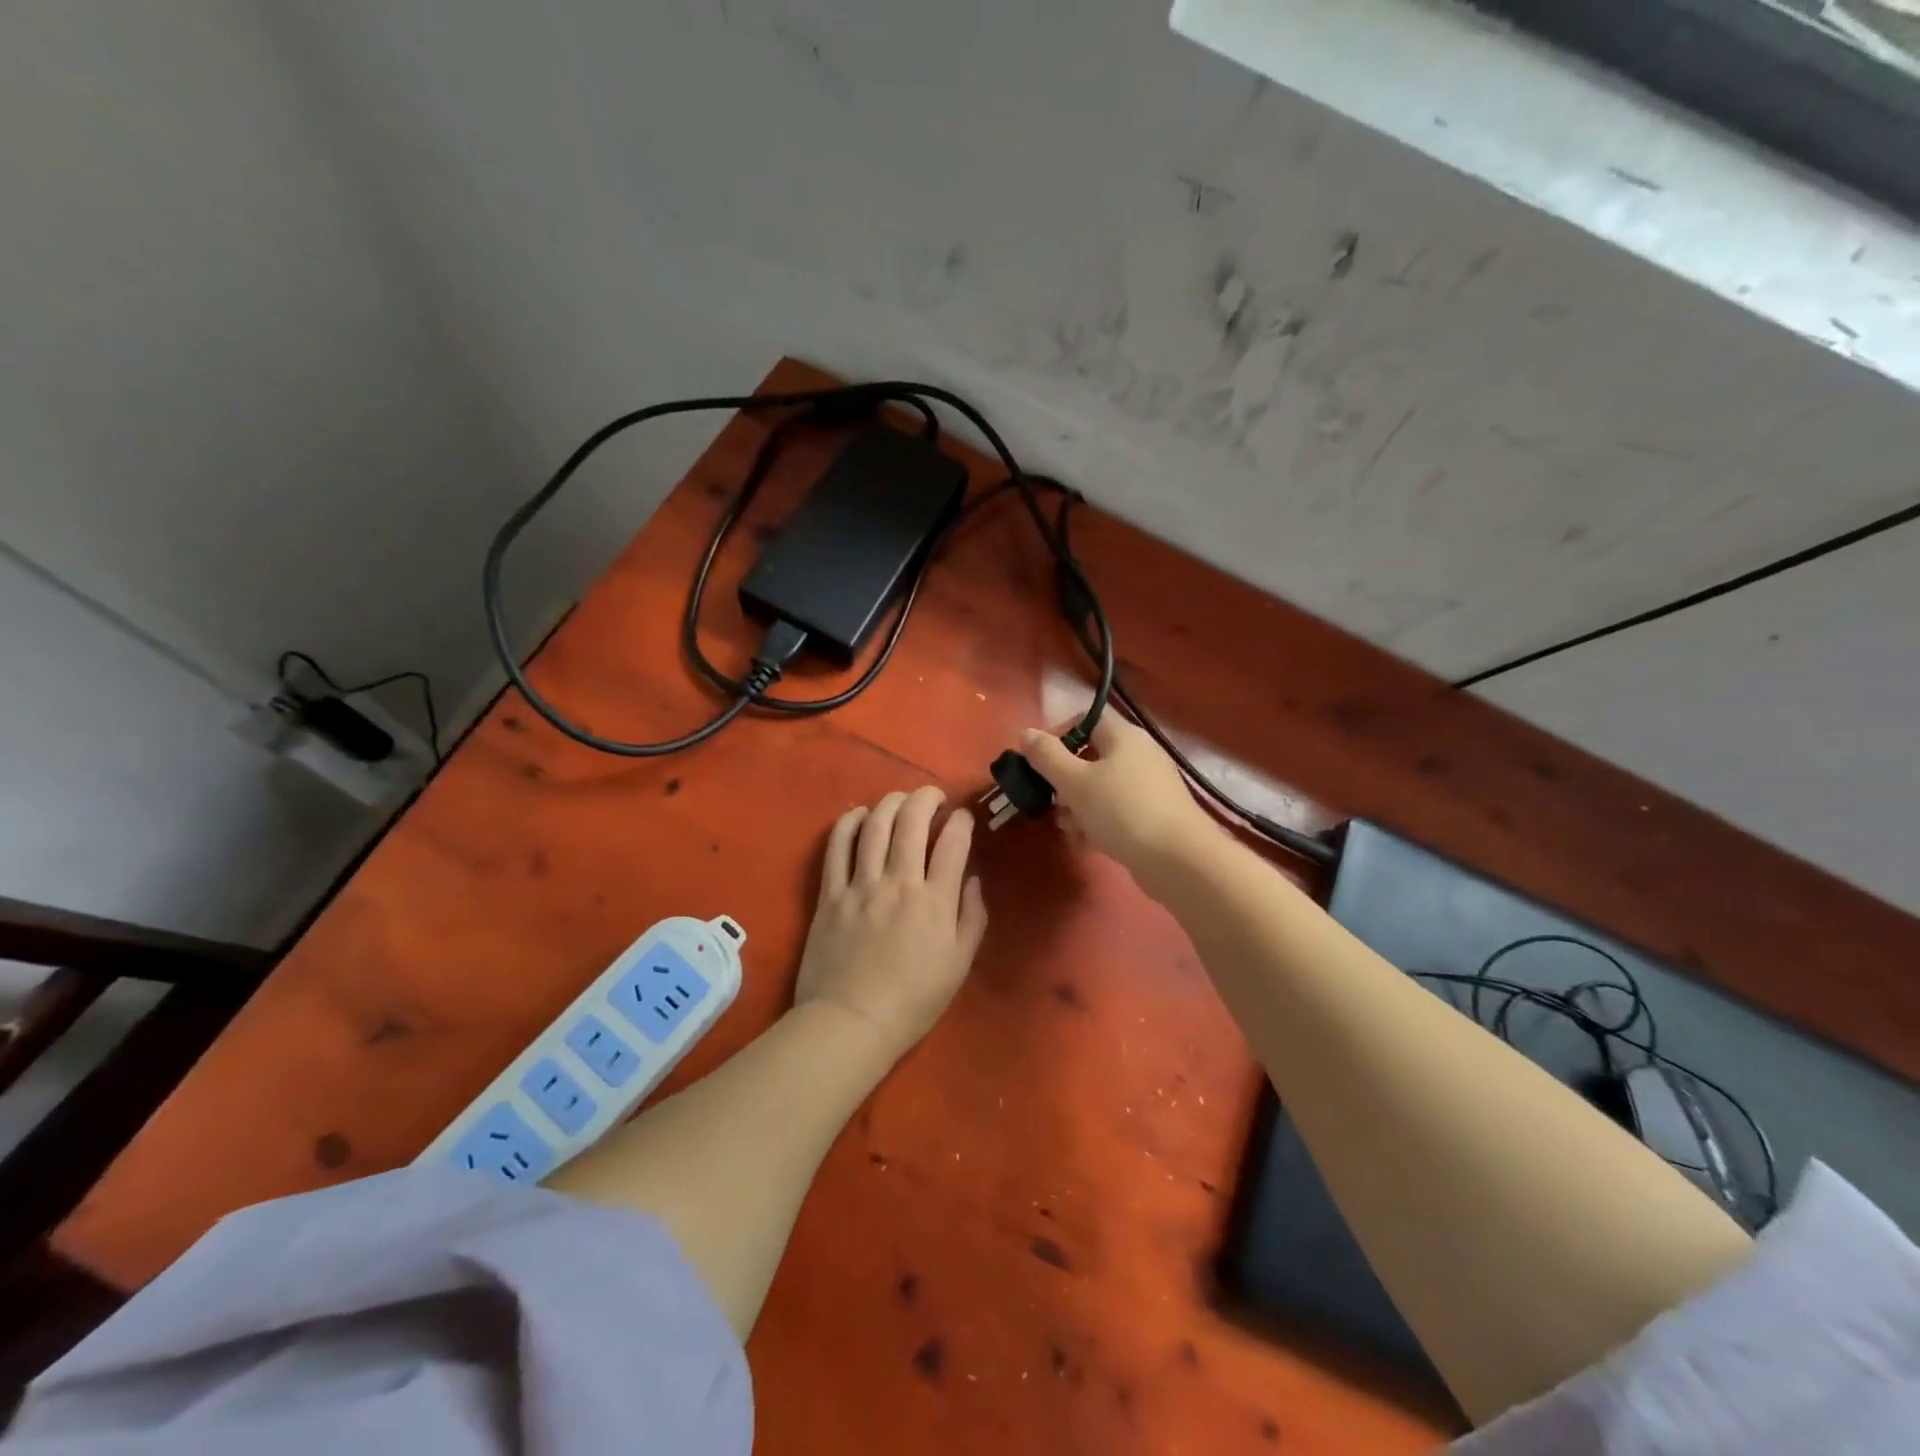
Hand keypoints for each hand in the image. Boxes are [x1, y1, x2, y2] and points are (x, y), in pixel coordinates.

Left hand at [794, 786, 987, 1060]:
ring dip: (890, 803)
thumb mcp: (959, 965)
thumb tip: (973, 879)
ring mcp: (860, 885)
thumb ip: (972, 917)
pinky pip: (837, 847)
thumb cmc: (913, 1001)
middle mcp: (899, 883)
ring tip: (900, 799)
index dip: (961, 822)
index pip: (953, 844)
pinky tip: (859, 814)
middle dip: (926, 799)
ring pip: (875, 826)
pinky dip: (848, 823)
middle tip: (932, 797)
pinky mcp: (830, 894)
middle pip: (911, 822)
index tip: (963, 817)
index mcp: (935, 902)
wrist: (851, 1022)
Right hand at [1022, 716, 1211, 877]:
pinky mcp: (1154, 813)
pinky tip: (1086, 841)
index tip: (1040, 761)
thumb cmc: (1121, 811)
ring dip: (1078, 803)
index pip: (1087, 718)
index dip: (1060, 734)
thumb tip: (1026, 733)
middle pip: (1092, 755)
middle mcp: (1139, 753)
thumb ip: (1047, 756)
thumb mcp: (1074, 782)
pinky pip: (1117, 808)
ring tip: (1068, 826)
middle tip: (1051, 799)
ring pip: (1102, 785)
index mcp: (1123, 736)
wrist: (1177, 859)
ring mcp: (1150, 784)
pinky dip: (1098, 819)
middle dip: (1065, 778)